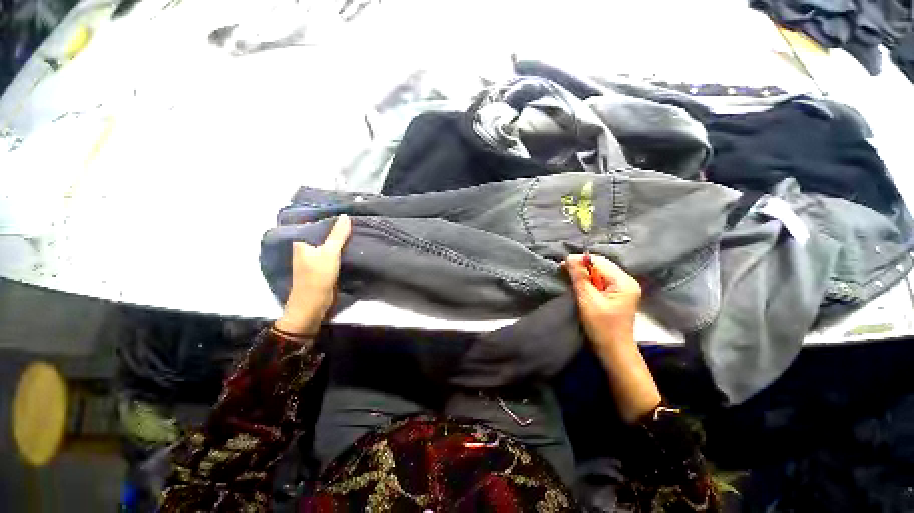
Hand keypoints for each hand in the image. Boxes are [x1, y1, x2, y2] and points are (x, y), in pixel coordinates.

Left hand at [274, 215, 351, 335]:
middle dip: (336, 229)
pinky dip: (340, 250)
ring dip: (339, 240)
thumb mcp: (329, 253)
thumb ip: (338, 235)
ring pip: (328, 245)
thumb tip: (345, 216)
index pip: (315, 224)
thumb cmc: (317, 277)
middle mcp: (305, 249)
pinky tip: (351, 245)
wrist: (313, 304)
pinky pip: (332, 254)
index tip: (343, 212)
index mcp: (301, 242)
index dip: (328, 218)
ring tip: (355, 230)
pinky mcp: (321, 267)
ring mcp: (313, 259)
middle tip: (352, 220)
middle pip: (322, 235)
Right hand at [566, 255, 659, 422]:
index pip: (599, 262)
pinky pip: (600, 282)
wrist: (614, 351)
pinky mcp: (617, 295)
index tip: (562, 265)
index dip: (580, 261)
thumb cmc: (602, 326)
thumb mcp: (587, 299)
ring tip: (569, 279)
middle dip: (581, 268)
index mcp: (624, 281)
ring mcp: (623, 289)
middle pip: (600, 266)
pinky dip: (589, 282)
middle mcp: (626, 281)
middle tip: (563, 272)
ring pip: (599, 273)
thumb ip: (579, 277)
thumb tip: (570, 257)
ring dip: (584, 275)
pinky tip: (579, 286)